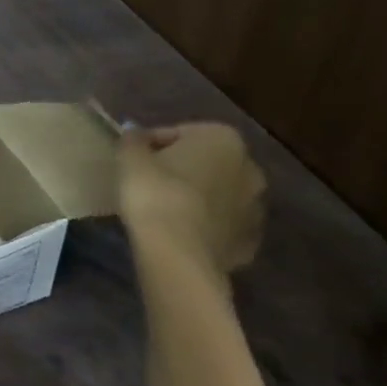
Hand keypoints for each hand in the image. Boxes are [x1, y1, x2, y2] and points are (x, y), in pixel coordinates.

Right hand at [117, 123, 265, 272]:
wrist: (178, 253)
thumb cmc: (155, 192)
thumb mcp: (131, 158)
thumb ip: (133, 140)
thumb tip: (134, 132)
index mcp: (223, 139)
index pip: (179, 133)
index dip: (152, 145)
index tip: (133, 159)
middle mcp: (249, 168)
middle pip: (206, 163)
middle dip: (182, 169)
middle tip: (150, 182)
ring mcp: (256, 208)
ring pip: (218, 195)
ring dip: (198, 197)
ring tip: (164, 209)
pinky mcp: (250, 242)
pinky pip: (223, 226)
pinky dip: (206, 226)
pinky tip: (181, 232)